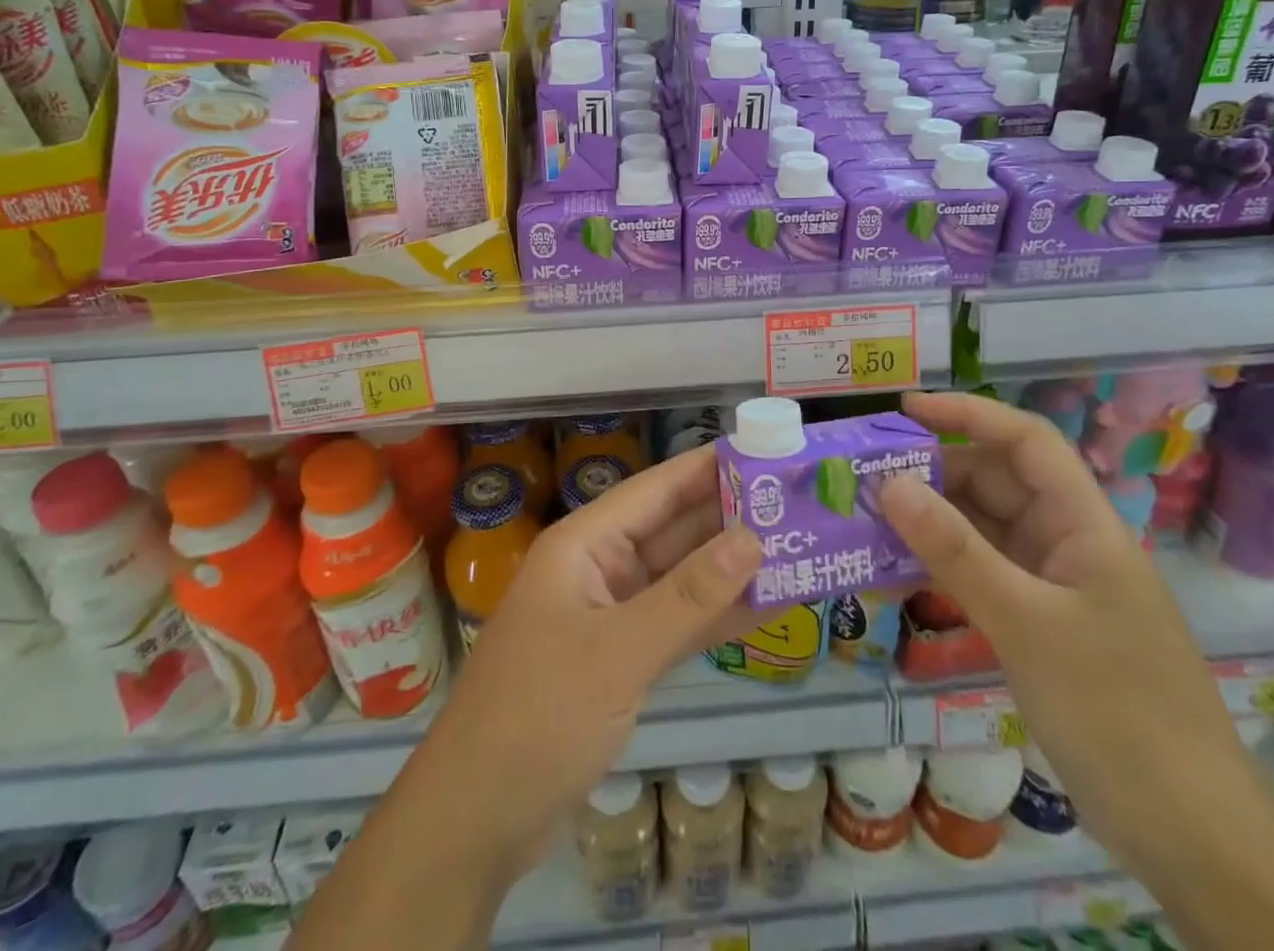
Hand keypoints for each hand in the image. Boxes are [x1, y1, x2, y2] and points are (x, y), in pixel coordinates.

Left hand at [433, 443, 763, 869]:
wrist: (475, 821)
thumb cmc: (539, 716)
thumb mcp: (619, 651)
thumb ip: (689, 597)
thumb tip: (753, 538)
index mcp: (585, 544)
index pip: (656, 489)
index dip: (708, 468)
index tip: (765, 452)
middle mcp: (598, 568)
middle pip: (672, 530)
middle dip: (729, 518)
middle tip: (798, 503)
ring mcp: (608, 616)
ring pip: (678, 578)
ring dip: (729, 568)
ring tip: (796, 547)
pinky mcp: (618, 660)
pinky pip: (674, 623)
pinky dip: (713, 616)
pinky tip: (763, 606)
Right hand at [879, 392, 1255, 878]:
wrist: (1191, 836)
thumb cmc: (1117, 712)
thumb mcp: (1027, 624)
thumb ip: (955, 551)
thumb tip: (888, 484)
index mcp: (1085, 525)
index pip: (1026, 441)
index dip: (968, 415)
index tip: (905, 412)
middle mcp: (1069, 543)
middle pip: (999, 483)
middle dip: (935, 471)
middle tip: (866, 474)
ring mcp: (1055, 586)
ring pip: (986, 529)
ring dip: (933, 520)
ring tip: (869, 516)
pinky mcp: (1041, 625)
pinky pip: (984, 573)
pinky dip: (943, 564)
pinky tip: (898, 569)